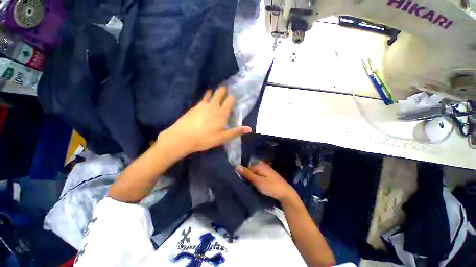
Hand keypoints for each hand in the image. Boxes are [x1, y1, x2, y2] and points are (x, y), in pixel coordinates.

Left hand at [159, 86, 251, 156]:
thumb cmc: (205, 139)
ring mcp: (202, 105)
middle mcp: (213, 106)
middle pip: (220, 92)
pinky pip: (202, 98)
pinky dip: (205, 97)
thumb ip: (236, 132)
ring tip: (215, 94)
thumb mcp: (223, 138)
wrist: (183, 137)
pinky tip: (205, 101)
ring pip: (210, 93)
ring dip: (214, 92)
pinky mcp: (194, 106)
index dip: (232, 98)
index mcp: (221, 113)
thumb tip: (250, 129)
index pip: (230, 100)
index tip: (233, 99)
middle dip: (223, 90)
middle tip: (225, 92)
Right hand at [236, 161, 296, 201]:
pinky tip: (257, 186)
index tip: (242, 183)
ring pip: (254, 173)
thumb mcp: (257, 181)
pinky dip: (257, 180)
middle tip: (247, 186)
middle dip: (248, 177)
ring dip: (252, 179)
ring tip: (251, 187)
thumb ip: (247, 174)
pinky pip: (259, 175)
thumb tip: (236, 166)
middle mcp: (261, 165)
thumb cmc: (271, 187)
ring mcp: (265, 169)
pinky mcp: (268, 174)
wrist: (286, 193)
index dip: (243, 175)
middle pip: (250, 170)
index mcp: (258, 165)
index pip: (246, 168)